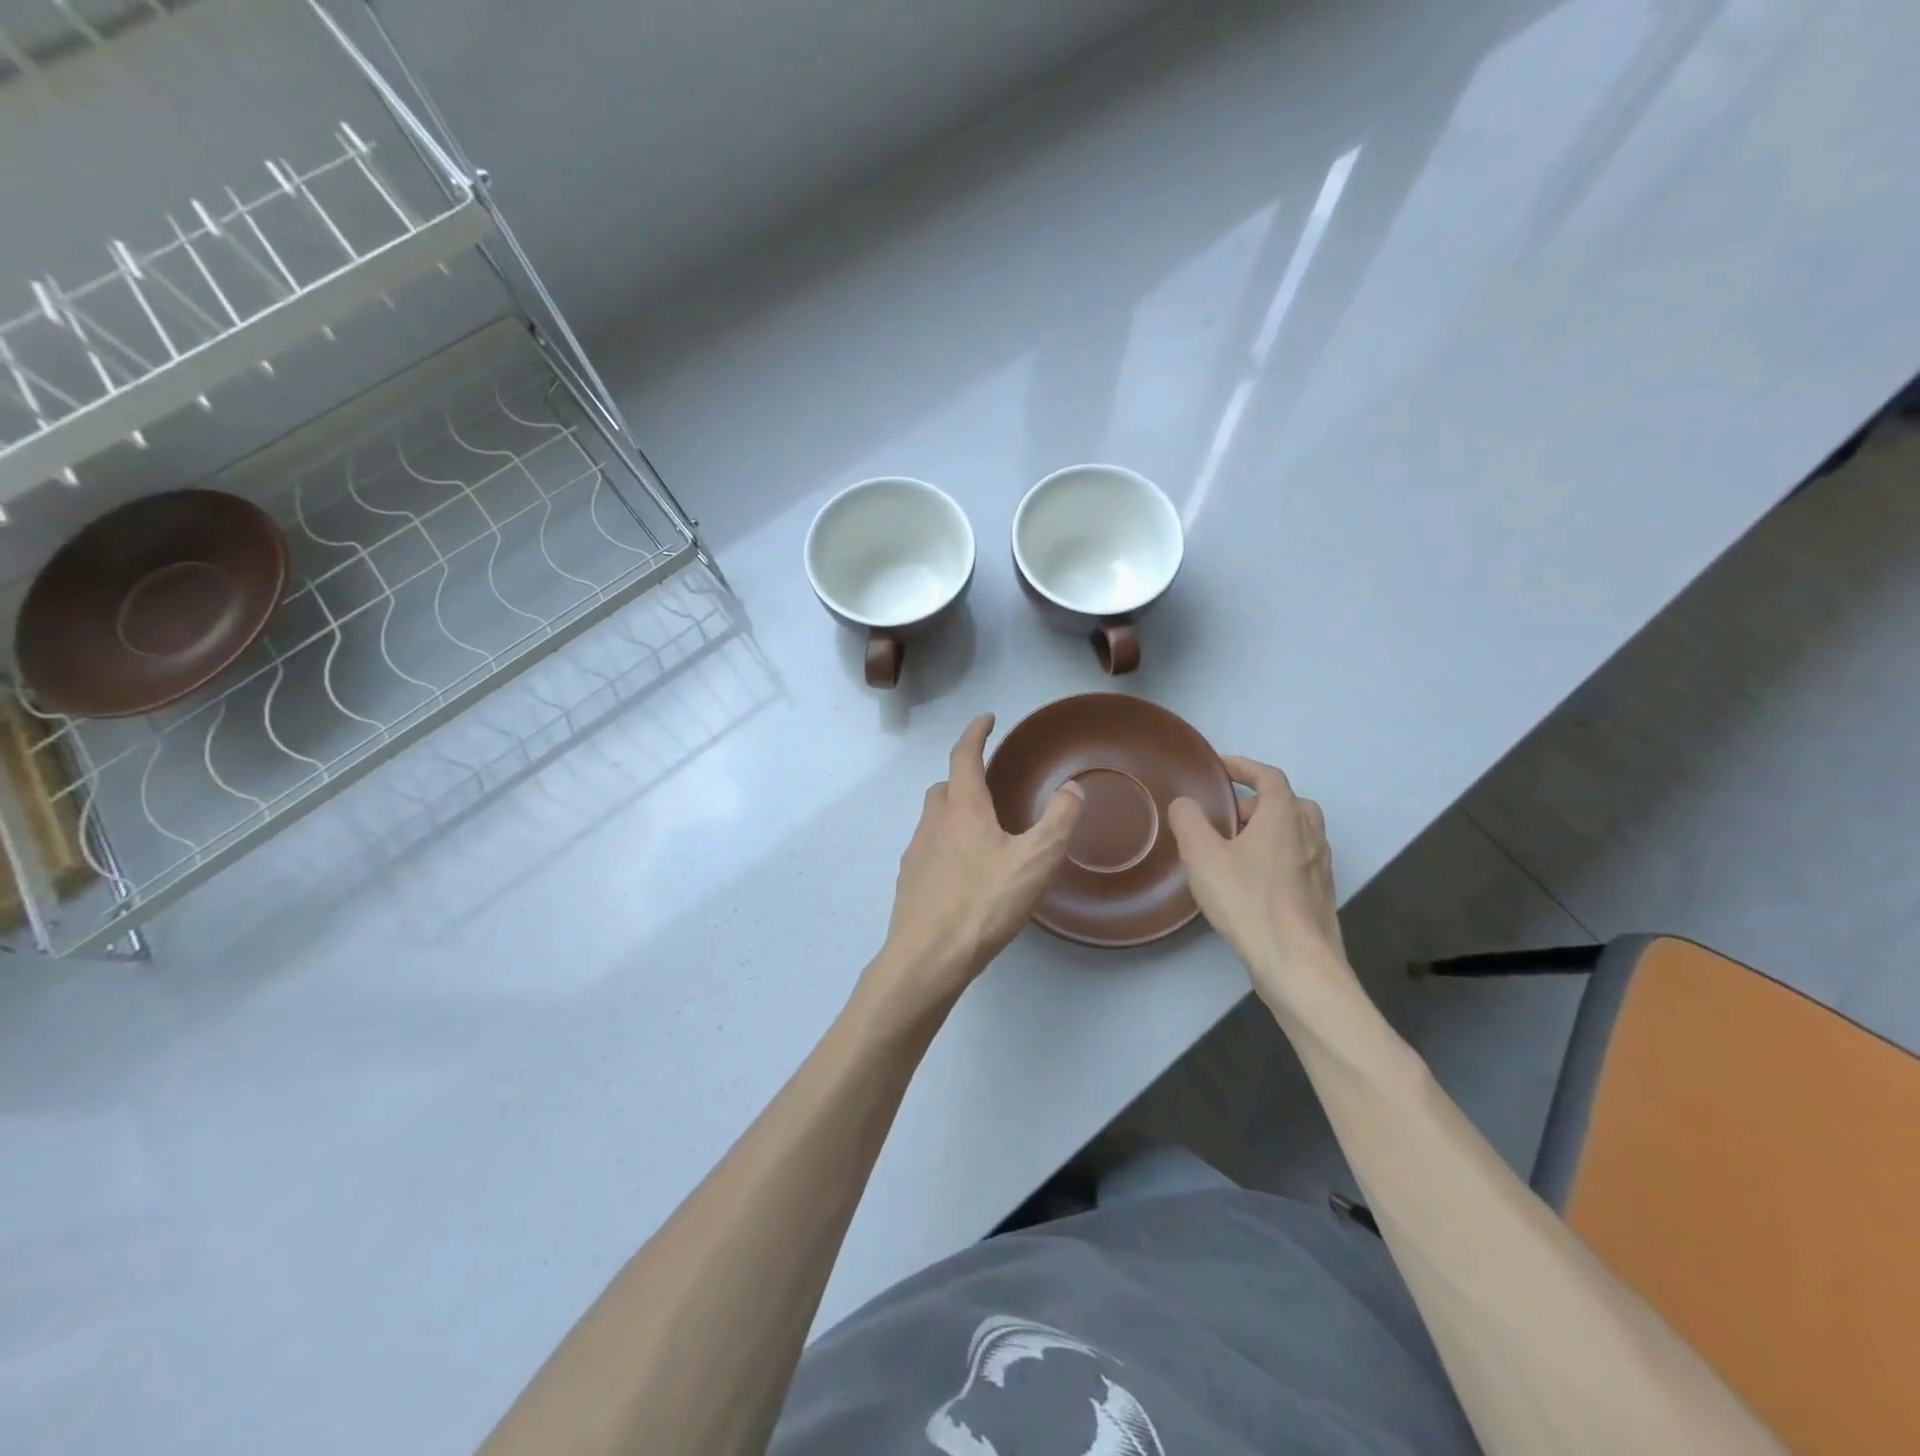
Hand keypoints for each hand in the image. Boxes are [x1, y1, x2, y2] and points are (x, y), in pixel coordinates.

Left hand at [862, 714, 1082, 1019]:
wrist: (928, 957)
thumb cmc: (984, 903)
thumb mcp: (1036, 861)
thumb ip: (1058, 820)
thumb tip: (1072, 788)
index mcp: (962, 809)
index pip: (964, 756)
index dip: (976, 733)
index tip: (987, 719)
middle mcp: (933, 823)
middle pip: (944, 787)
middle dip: (964, 778)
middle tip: (989, 787)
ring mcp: (915, 853)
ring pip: (934, 819)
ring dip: (954, 814)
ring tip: (982, 834)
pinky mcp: (909, 881)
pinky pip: (928, 849)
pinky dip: (945, 845)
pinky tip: (964, 873)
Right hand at [1167, 758, 1354, 1020]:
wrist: (1297, 963)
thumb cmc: (1248, 901)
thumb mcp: (1203, 856)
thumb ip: (1189, 821)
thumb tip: (1186, 804)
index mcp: (1285, 815)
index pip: (1268, 776)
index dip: (1243, 766)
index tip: (1219, 767)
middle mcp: (1310, 834)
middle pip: (1288, 803)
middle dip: (1256, 802)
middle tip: (1226, 816)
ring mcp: (1320, 866)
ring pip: (1296, 833)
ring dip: (1268, 831)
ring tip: (1235, 849)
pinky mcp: (1320, 895)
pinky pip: (1298, 861)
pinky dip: (1276, 857)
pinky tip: (1252, 882)